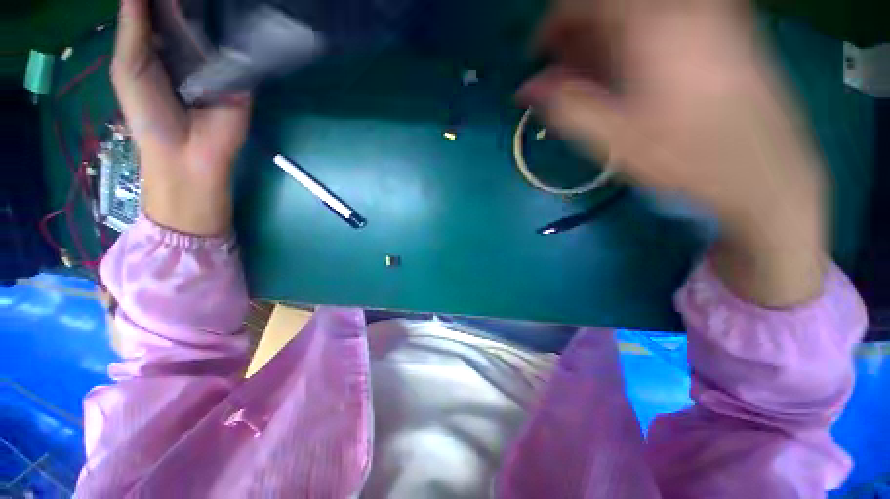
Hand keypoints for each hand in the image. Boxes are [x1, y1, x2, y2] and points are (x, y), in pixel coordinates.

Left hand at [112, 0, 250, 235]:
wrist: (190, 153)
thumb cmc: (149, 114)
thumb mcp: (129, 68)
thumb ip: (134, 29)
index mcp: (160, 45)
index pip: (162, 9)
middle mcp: (190, 49)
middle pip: (191, 13)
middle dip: (189, 1)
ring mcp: (219, 63)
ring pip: (218, 28)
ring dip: (214, 10)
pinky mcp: (242, 78)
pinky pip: (240, 51)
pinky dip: (239, 34)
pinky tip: (238, 14)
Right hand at [521, 0, 825, 306]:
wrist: (766, 170)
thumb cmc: (687, 159)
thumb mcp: (614, 140)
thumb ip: (566, 108)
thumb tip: (527, 88)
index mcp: (652, 26)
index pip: (584, 2)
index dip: (552, 24)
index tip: (539, 56)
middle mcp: (683, 5)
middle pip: (612, 1)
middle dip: (579, 30)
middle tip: (565, 69)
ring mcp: (710, 9)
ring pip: (639, 8)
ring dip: (605, 33)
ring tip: (593, 71)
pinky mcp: (726, 22)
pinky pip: (666, 14)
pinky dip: (635, 33)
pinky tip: (630, 65)